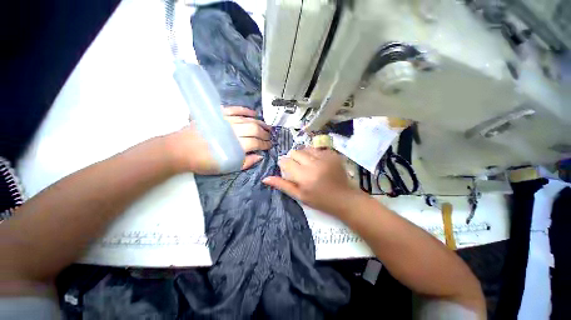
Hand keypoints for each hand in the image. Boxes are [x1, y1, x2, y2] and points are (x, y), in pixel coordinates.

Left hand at [167, 106, 271, 174]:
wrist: (181, 149)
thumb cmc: (205, 162)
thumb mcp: (227, 168)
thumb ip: (245, 162)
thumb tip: (259, 156)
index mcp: (235, 146)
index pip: (256, 142)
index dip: (265, 144)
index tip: (270, 145)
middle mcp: (233, 131)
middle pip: (254, 129)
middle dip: (265, 133)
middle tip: (270, 136)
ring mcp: (226, 121)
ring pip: (248, 119)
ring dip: (260, 122)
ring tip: (267, 126)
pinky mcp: (218, 114)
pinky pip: (235, 109)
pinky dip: (246, 110)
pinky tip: (254, 113)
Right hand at [262, 147, 358, 216]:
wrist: (343, 198)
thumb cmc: (319, 200)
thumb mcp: (299, 195)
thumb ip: (282, 185)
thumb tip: (265, 178)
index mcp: (303, 176)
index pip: (286, 161)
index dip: (284, 163)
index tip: (287, 168)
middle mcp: (313, 163)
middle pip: (295, 152)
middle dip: (293, 158)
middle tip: (298, 168)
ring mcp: (324, 157)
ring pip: (305, 148)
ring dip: (303, 155)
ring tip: (308, 164)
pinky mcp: (332, 154)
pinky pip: (317, 149)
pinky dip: (314, 154)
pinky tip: (318, 162)